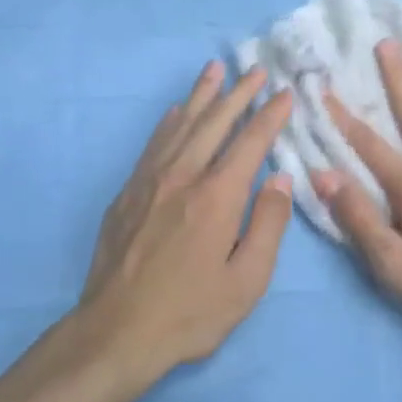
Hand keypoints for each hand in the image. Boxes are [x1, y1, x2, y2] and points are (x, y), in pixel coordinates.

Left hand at [78, 61, 294, 389]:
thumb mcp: (247, 281)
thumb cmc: (190, 312)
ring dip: (201, 95)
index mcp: (217, 196)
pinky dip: (169, 121)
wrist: (116, 332)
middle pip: (215, 122)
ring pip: (181, 125)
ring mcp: (150, 180)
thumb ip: (269, 225)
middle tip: (256, 70)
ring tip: (215, 69)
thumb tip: (282, 178)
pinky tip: (176, 110)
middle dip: (239, 93)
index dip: (270, 116)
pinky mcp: (128, 192)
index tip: (285, 93)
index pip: (250, 143)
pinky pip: (153, 143)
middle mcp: (183, 176)